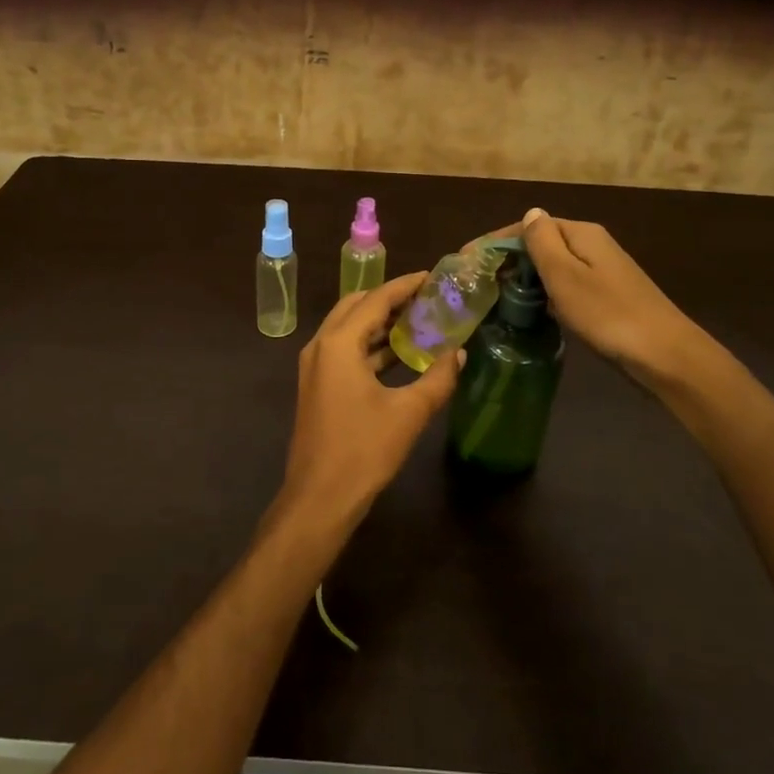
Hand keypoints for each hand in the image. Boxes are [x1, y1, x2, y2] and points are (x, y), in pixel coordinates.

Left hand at [279, 271, 461, 525]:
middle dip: (390, 298)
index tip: (432, 276)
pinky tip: (399, 353)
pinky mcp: (317, 385)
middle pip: (356, 306)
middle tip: (426, 298)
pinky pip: (345, 350)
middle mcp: (321, 345)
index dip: (405, 285)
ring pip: (348, 328)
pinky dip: (370, 345)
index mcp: (338, 343)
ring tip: (418, 320)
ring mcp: (315, 366)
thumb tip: (458, 353)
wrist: (319, 498)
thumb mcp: (408, 413)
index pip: (376, 299)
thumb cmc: (363, 451)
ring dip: (379, 322)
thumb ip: (437, 378)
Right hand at [478, 208, 696, 378]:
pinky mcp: (606, 296)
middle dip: (508, 260)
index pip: (528, 226)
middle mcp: (591, 245)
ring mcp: (601, 271)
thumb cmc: (607, 313)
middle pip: (540, 244)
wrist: (665, 355)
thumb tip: (530, 213)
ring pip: (552, 267)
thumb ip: (542, 242)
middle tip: (478, 284)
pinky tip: (532, 311)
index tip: (466, 261)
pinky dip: (545, 294)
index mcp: (580, 233)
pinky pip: (565, 286)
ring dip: (525, 278)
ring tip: (496, 298)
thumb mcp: (565, 275)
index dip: (495, 242)